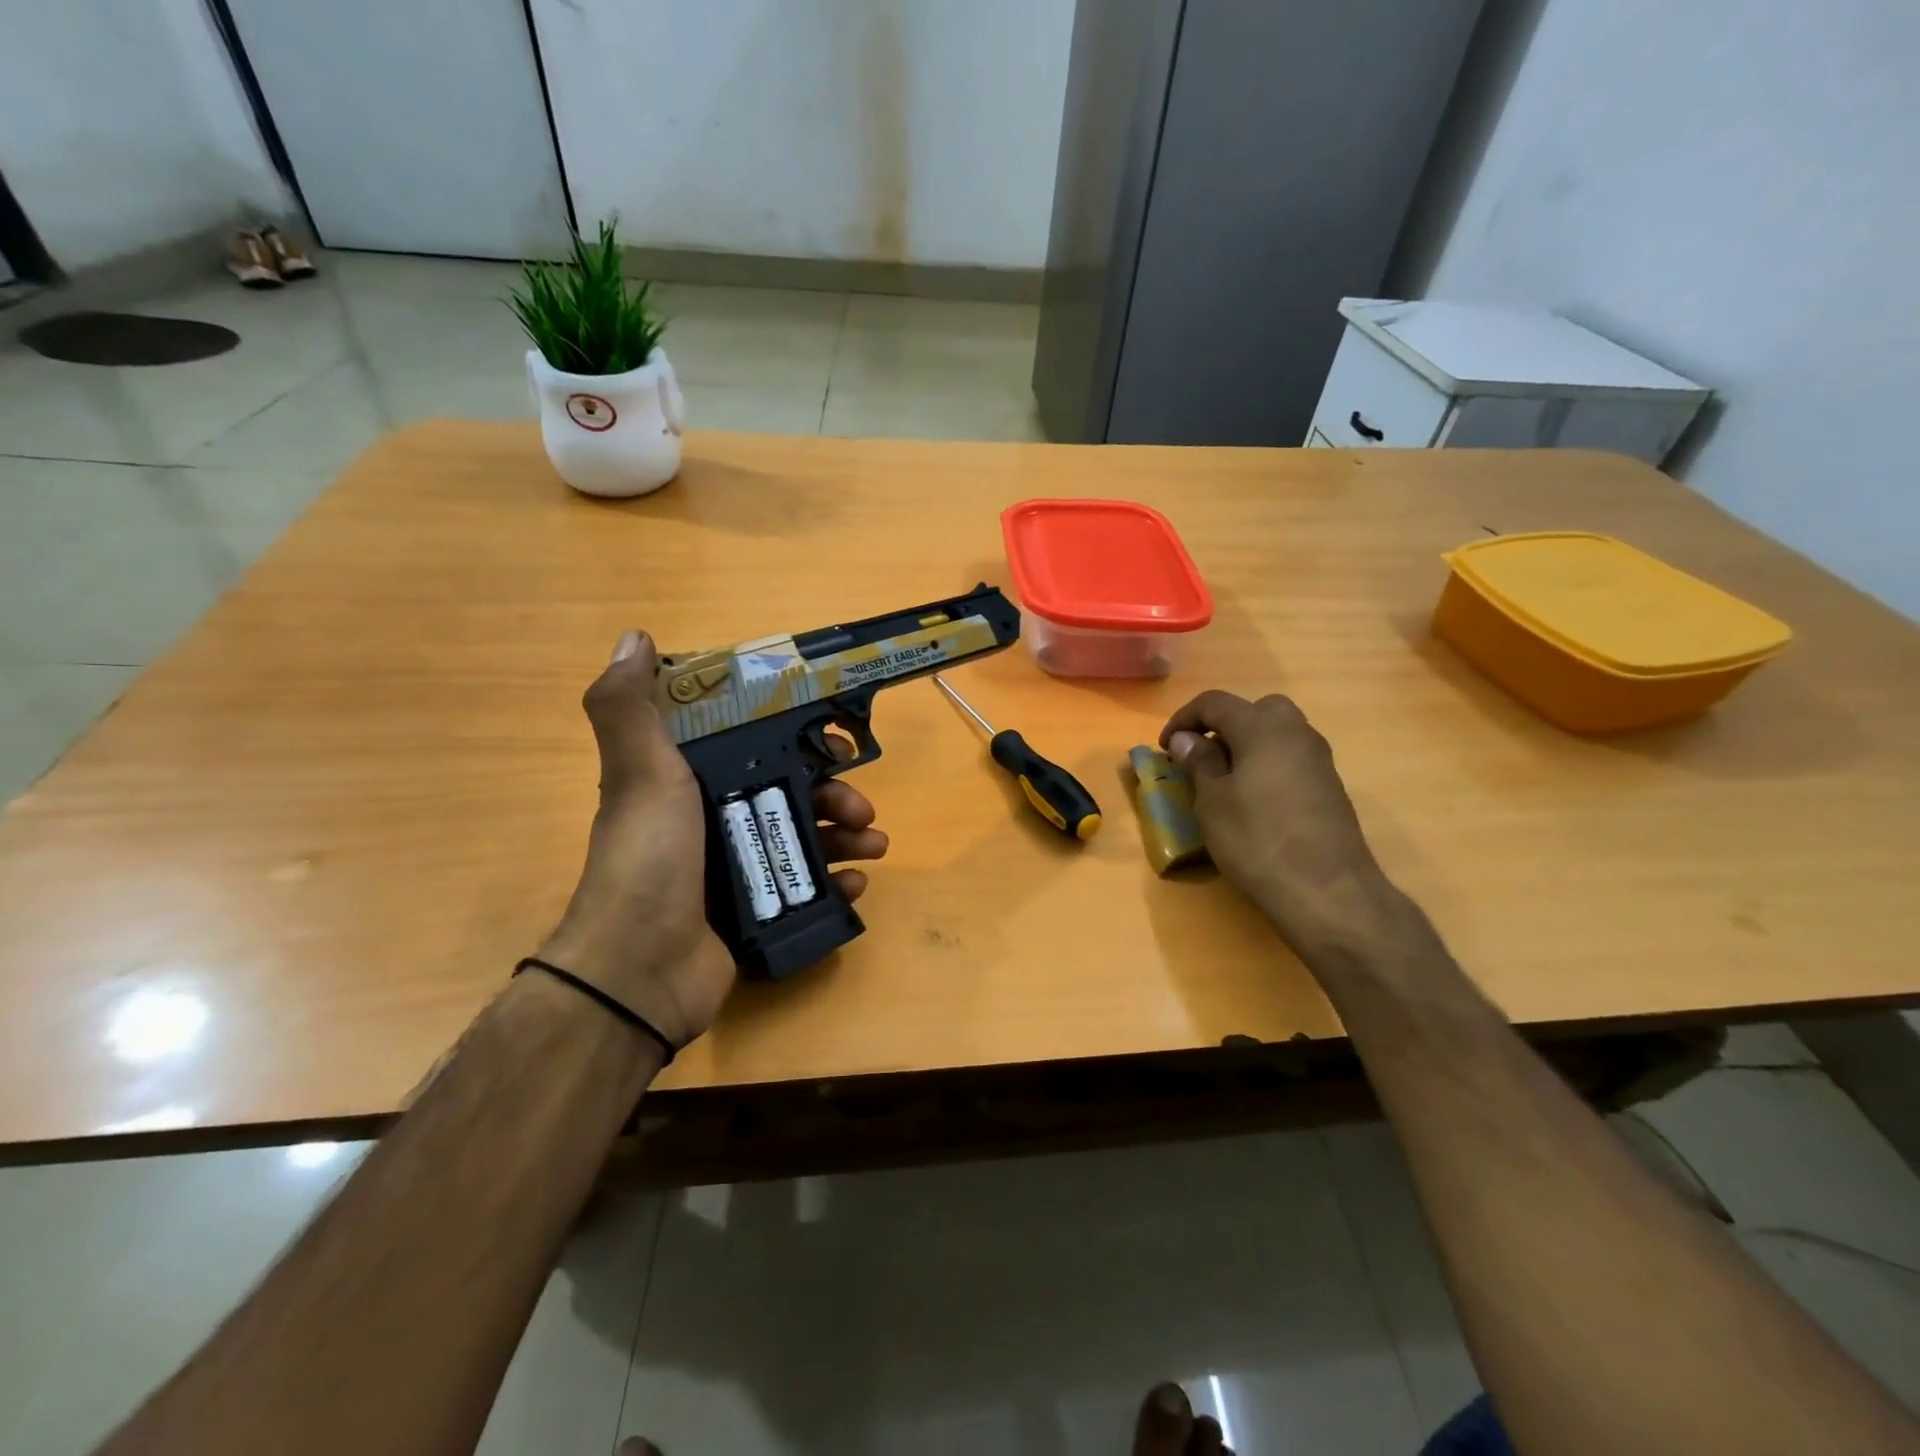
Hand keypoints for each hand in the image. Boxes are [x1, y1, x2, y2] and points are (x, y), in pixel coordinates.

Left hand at [537, 630, 887, 1046]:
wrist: (640, 970)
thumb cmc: (649, 859)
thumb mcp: (639, 773)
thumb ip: (628, 707)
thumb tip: (635, 637)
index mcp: (689, 782)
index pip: (752, 746)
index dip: (794, 737)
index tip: (831, 738)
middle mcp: (713, 820)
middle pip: (790, 792)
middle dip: (834, 791)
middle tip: (861, 804)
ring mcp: (736, 869)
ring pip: (806, 837)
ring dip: (847, 835)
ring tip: (874, 844)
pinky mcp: (756, 911)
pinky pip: (807, 887)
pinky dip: (836, 882)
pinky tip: (855, 885)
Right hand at [1160, 691, 1407, 964]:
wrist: (1328, 892)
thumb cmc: (1258, 841)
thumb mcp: (1212, 802)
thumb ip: (1199, 762)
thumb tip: (1186, 739)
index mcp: (1262, 727)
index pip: (1214, 702)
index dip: (1183, 719)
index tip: (1164, 748)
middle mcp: (1296, 732)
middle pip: (1254, 709)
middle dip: (1222, 725)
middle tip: (1200, 755)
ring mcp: (1318, 759)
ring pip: (1276, 732)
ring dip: (1246, 744)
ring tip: (1222, 778)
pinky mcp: (1329, 786)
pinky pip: (1290, 757)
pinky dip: (1266, 764)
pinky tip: (1253, 799)